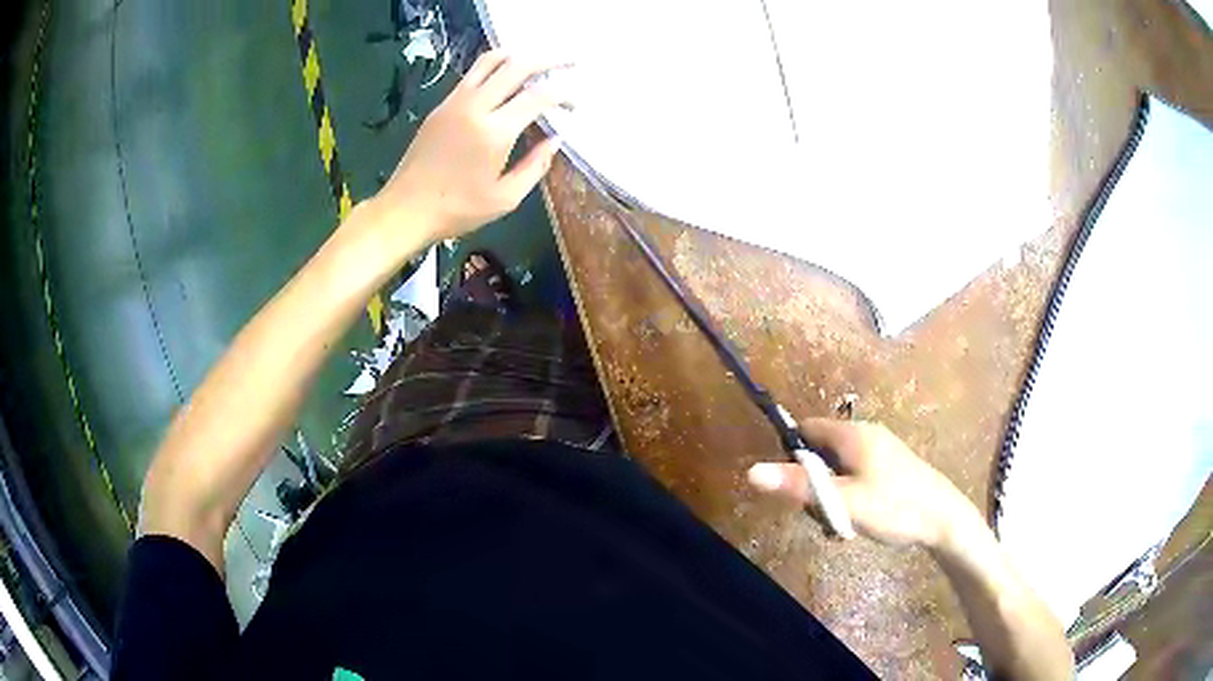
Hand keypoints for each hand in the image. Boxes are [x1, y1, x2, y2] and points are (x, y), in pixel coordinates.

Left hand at [368, 50, 567, 242]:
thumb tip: (555, 140)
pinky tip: (507, 76)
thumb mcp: (505, 198)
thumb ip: (535, 166)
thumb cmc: (457, 210)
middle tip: (571, 62)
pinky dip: (496, 67)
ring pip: (491, 60)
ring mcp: (455, 102)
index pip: (539, 96)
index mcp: (495, 132)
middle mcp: (476, 107)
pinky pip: (473, 73)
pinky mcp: (442, 105)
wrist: (405, 209)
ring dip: (520, 55)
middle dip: (550, 60)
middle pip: (518, 65)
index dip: (565, 94)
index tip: (576, 105)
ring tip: (538, 62)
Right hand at [747, 419, 980, 548]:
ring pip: (840, 467)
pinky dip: (850, 495)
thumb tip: (751, 471)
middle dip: (814, 481)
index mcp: (853, 434)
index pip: (808, 428)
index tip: (790, 485)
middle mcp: (867, 435)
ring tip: (841, 521)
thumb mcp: (843, 501)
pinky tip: (859, 519)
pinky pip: (857, 475)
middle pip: (822, 450)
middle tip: (820, 511)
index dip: (792, 452)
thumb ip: (799, 487)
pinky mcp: (892, 467)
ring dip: (833, 493)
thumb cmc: (894, 506)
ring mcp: (882, 451)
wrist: (944, 519)